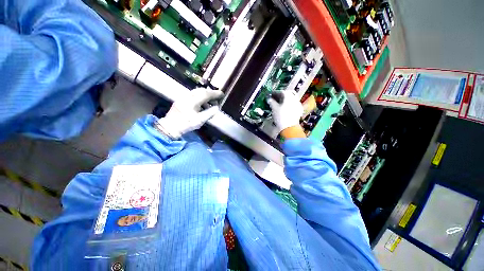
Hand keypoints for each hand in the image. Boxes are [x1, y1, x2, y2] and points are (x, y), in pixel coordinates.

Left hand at [155, 88, 222, 138]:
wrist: (170, 127)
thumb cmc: (186, 124)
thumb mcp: (200, 120)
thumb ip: (209, 113)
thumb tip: (217, 108)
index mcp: (192, 101)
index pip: (206, 94)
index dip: (215, 94)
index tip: (222, 94)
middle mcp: (187, 96)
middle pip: (201, 90)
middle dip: (210, 93)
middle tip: (217, 98)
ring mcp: (183, 97)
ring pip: (197, 92)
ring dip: (205, 96)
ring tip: (211, 103)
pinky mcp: (181, 100)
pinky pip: (193, 95)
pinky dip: (200, 98)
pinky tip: (203, 105)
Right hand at [267, 91, 304, 137]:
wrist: (289, 127)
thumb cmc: (281, 117)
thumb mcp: (274, 108)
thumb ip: (271, 102)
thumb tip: (269, 99)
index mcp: (288, 96)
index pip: (281, 91)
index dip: (275, 93)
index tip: (270, 95)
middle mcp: (294, 98)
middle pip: (287, 94)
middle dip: (281, 95)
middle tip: (275, 98)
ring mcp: (298, 104)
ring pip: (291, 99)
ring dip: (285, 99)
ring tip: (279, 103)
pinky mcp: (299, 110)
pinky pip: (293, 104)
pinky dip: (289, 104)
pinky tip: (285, 108)